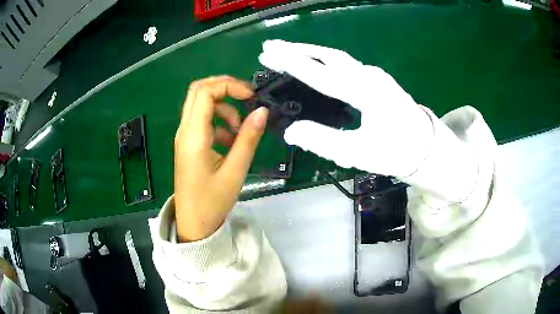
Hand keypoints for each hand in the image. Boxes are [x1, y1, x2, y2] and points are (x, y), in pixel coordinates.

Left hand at [174, 76, 267, 241]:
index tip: (251, 96)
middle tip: (246, 97)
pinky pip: (202, 121)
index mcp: (194, 136)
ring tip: (239, 130)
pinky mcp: (188, 144)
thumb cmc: (212, 202)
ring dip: (223, 108)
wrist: (193, 224)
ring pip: (200, 105)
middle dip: (224, 87)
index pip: (205, 92)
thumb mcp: (235, 171)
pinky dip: (218, 122)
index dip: (229, 85)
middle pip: (198, 91)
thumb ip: (248, 138)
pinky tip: (230, 142)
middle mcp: (185, 131)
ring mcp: (184, 137)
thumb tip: (262, 111)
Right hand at [259, 40, 433, 177]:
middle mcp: (370, 76)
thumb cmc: (395, 152)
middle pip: (328, 56)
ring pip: (337, 57)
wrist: (425, 148)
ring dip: (310, 52)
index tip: (267, 54)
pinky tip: (314, 62)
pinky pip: (345, 64)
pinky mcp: (376, 79)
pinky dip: (324, 60)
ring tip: (286, 51)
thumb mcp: (358, 153)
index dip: (292, 63)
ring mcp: (375, 75)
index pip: (322, 74)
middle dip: (297, 49)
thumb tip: (291, 131)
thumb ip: (323, 141)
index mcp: (366, 92)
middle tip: (270, 46)